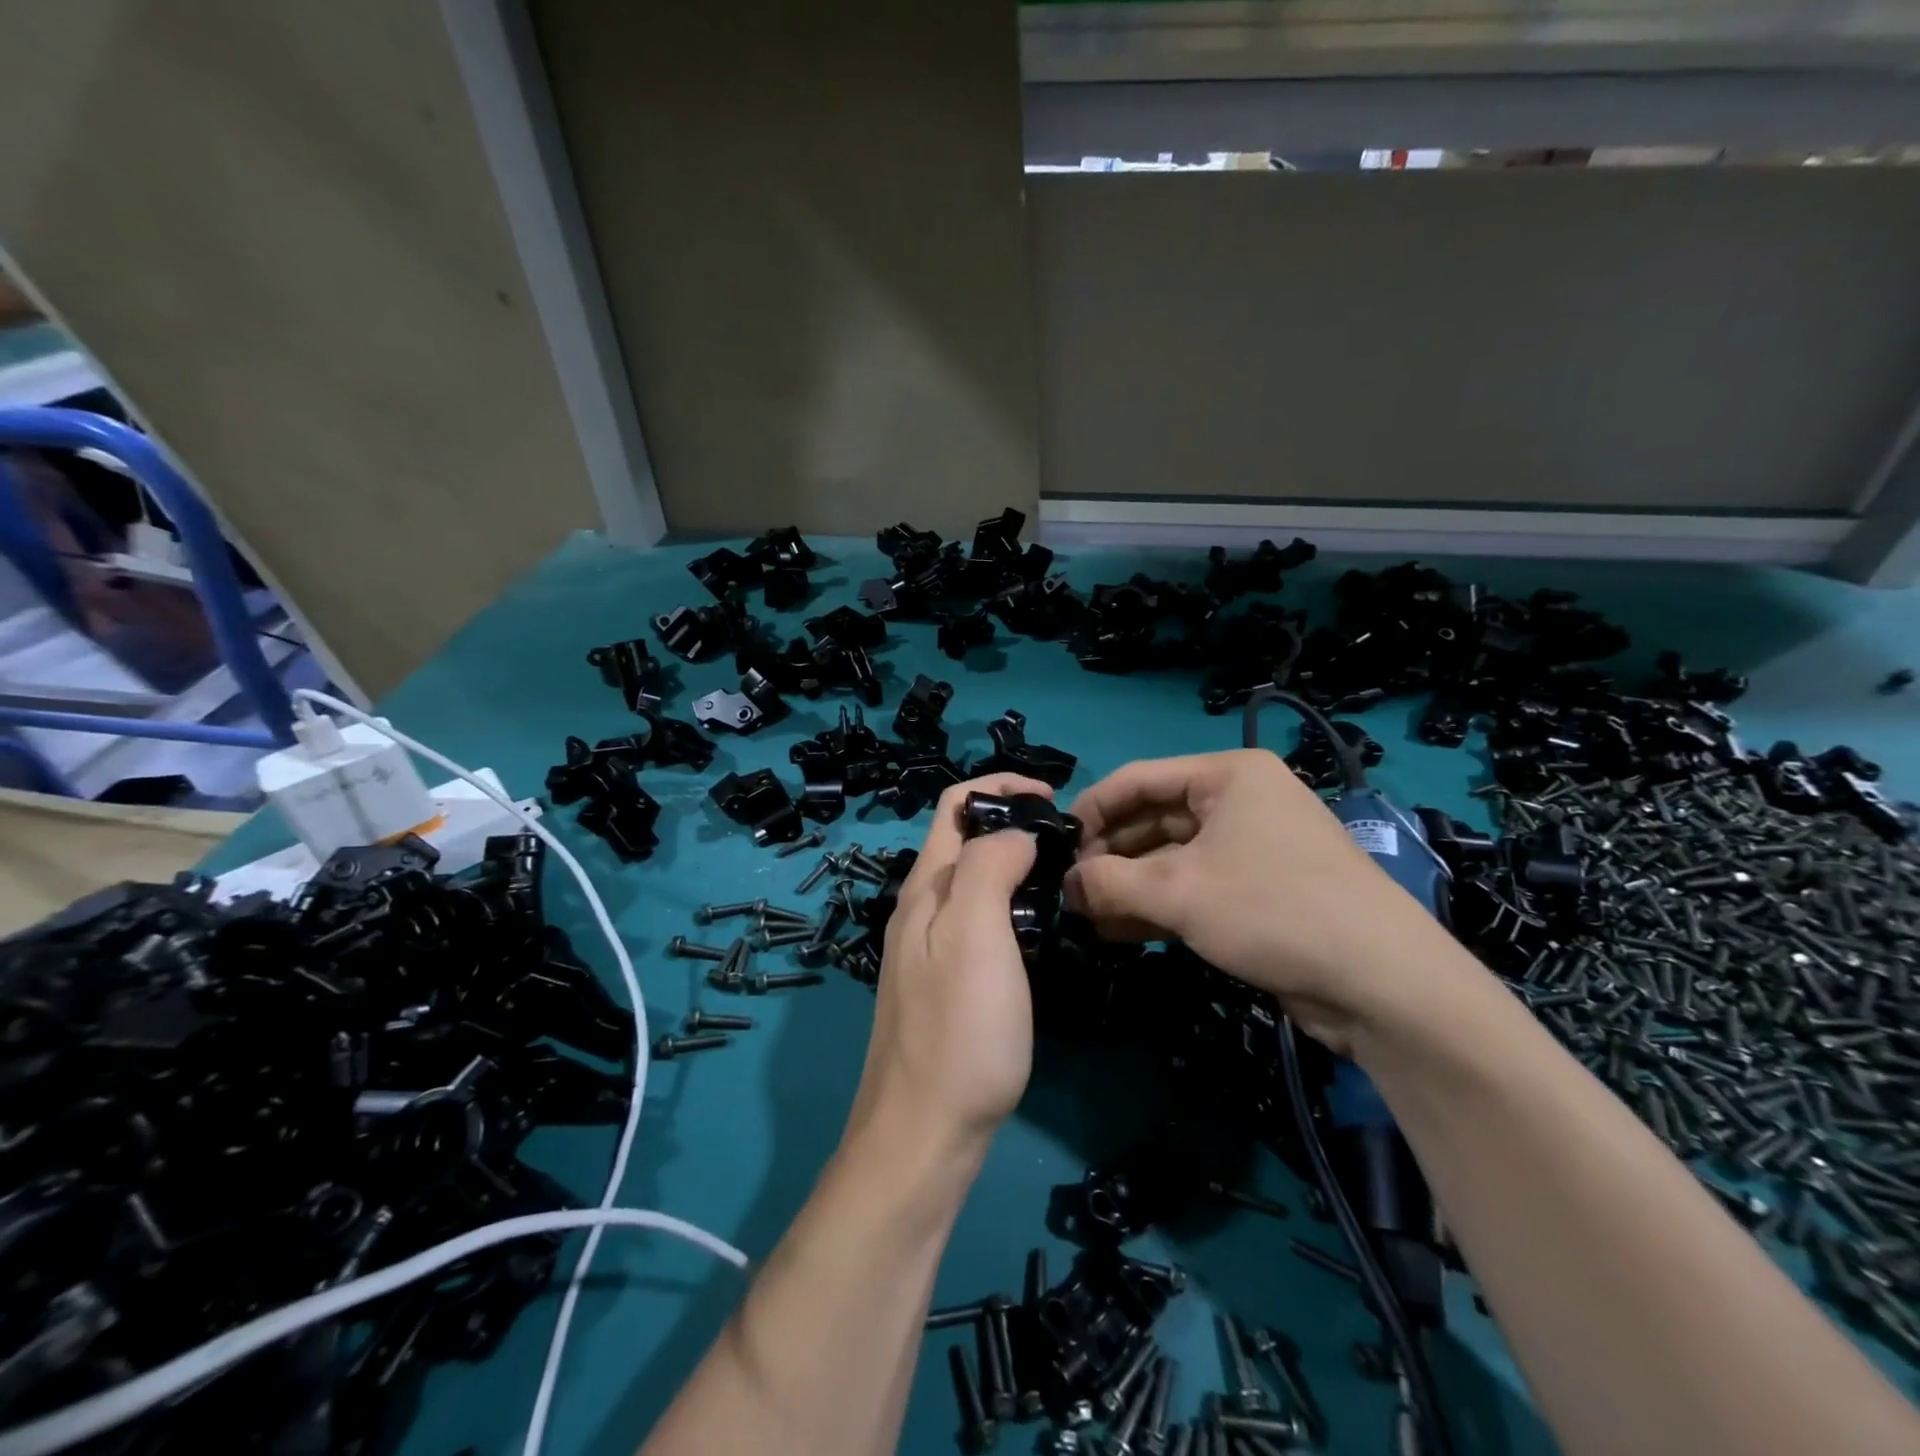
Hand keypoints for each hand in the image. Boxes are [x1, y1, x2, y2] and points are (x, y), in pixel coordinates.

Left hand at [846, 773, 1057, 1158]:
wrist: (925, 1134)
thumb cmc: (958, 1030)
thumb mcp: (975, 934)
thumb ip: (989, 867)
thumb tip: (1014, 833)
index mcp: (925, 887)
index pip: (955, 805)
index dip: (1001, 788)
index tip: (1053, 802)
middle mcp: (921, 909)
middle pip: (964, 840)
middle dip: (1013, 824)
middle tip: (1068, 846)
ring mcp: (930, 948)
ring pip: (974, 882)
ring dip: (1014, 865)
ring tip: (1061, 881)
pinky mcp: (946, 983)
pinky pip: (979, 921)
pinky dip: (1011, 906)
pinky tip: (1038, 931)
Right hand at [1065, 750, 1451, 1051]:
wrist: (1382, 983)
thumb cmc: (1271, 909)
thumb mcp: (1177, 891)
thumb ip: (1108, 881)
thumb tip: (1066, 885)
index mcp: (1227, 776)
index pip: (1138, 779)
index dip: (1092, 810)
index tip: (1056, 846)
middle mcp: (1240, 802)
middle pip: (1154, 820)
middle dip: (1110, 857)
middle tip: (1070, 892)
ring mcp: (1253, 848)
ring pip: (1172, 859)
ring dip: (1129, 887)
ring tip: (1088, 918)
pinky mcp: (1262, 892)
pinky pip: (1196, 887)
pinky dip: (1159, 906)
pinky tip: (1122, 932)